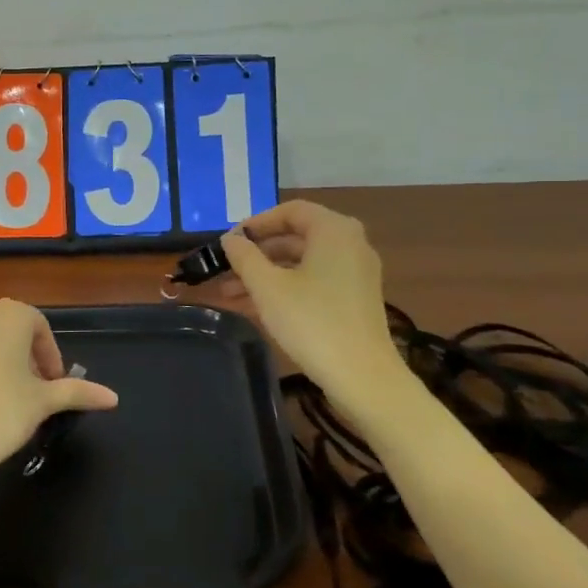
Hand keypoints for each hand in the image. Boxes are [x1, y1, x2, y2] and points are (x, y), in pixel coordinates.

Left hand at [0, 299, 118, 510]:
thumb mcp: (42, 402)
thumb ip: (77, 392)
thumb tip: (113, 397)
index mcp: (10, 315)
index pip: (41, 329)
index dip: (51, 358)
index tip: (55, 388)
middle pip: (15, 332)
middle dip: (30, 359)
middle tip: (37, 394)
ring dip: (6, 363)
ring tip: (12, 399)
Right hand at [221, 200, 398, 393]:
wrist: (362, 376)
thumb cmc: (312, 322)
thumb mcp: (268, 287)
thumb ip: (244, 257)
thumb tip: (230, 239)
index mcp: (334, 231)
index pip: (290, 211)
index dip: (256, 223)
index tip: (230, 241)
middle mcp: (350, 244)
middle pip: (296, 237)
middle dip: (257, 253)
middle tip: (225, 269)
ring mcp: (355, 273)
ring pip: (302, 263)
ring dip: (266, 274)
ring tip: (229, 294)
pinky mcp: (355, 299)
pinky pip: (314, 282)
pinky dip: (286, 288)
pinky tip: (255, 308)